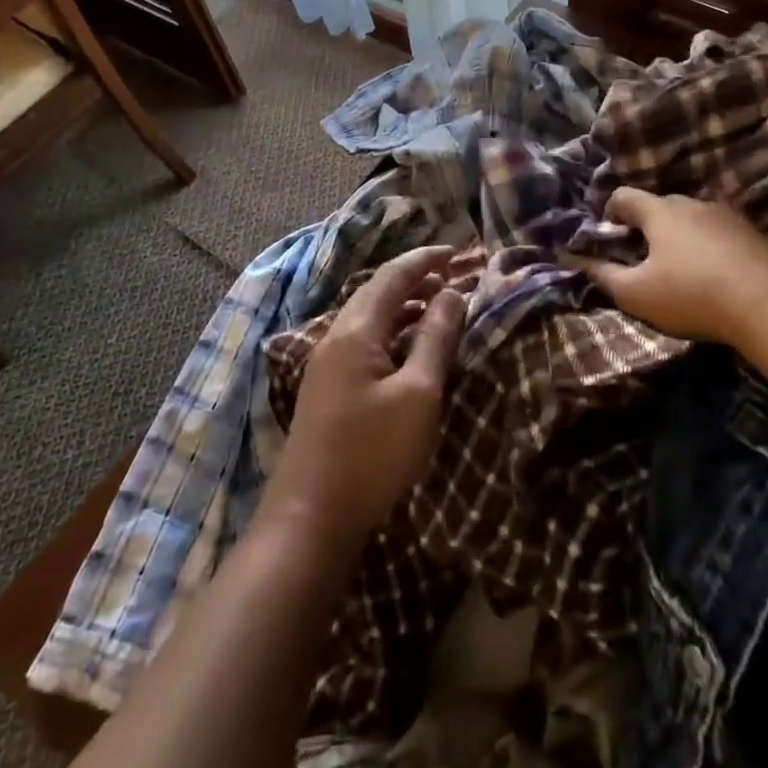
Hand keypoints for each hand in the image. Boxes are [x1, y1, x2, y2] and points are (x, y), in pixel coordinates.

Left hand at [264, 245, 466, 552]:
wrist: (310, 517)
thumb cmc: (372, 452)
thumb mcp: (418, 394)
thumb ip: (436, 339)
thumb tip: (453, 293)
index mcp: (355, 331)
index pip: (392, 276)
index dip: (425, 259)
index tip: (458, 250)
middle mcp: (335, 338)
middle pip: (376, 293)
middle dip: (415, 280)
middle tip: (452, 279)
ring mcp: (326, 365)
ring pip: (369, 319)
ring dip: (404, 307)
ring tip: (439, 310)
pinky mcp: (327, 390)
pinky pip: (363, 343)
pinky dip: (392, 334)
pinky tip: (410, 351)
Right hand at [582, 190, 767, 345]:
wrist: (762, 305)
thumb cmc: (689, 294)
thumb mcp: (635, 293)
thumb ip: (602, 276)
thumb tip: (573, 260)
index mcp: (660, 214)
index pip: (626, 198)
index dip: (612, 209)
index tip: (607, 227)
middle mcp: (696, 206)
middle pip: (666, 205)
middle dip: (651, 221)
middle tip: (644, 248)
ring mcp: (735, 219)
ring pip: (709, 215)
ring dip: (696, 226)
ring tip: (689, 250)